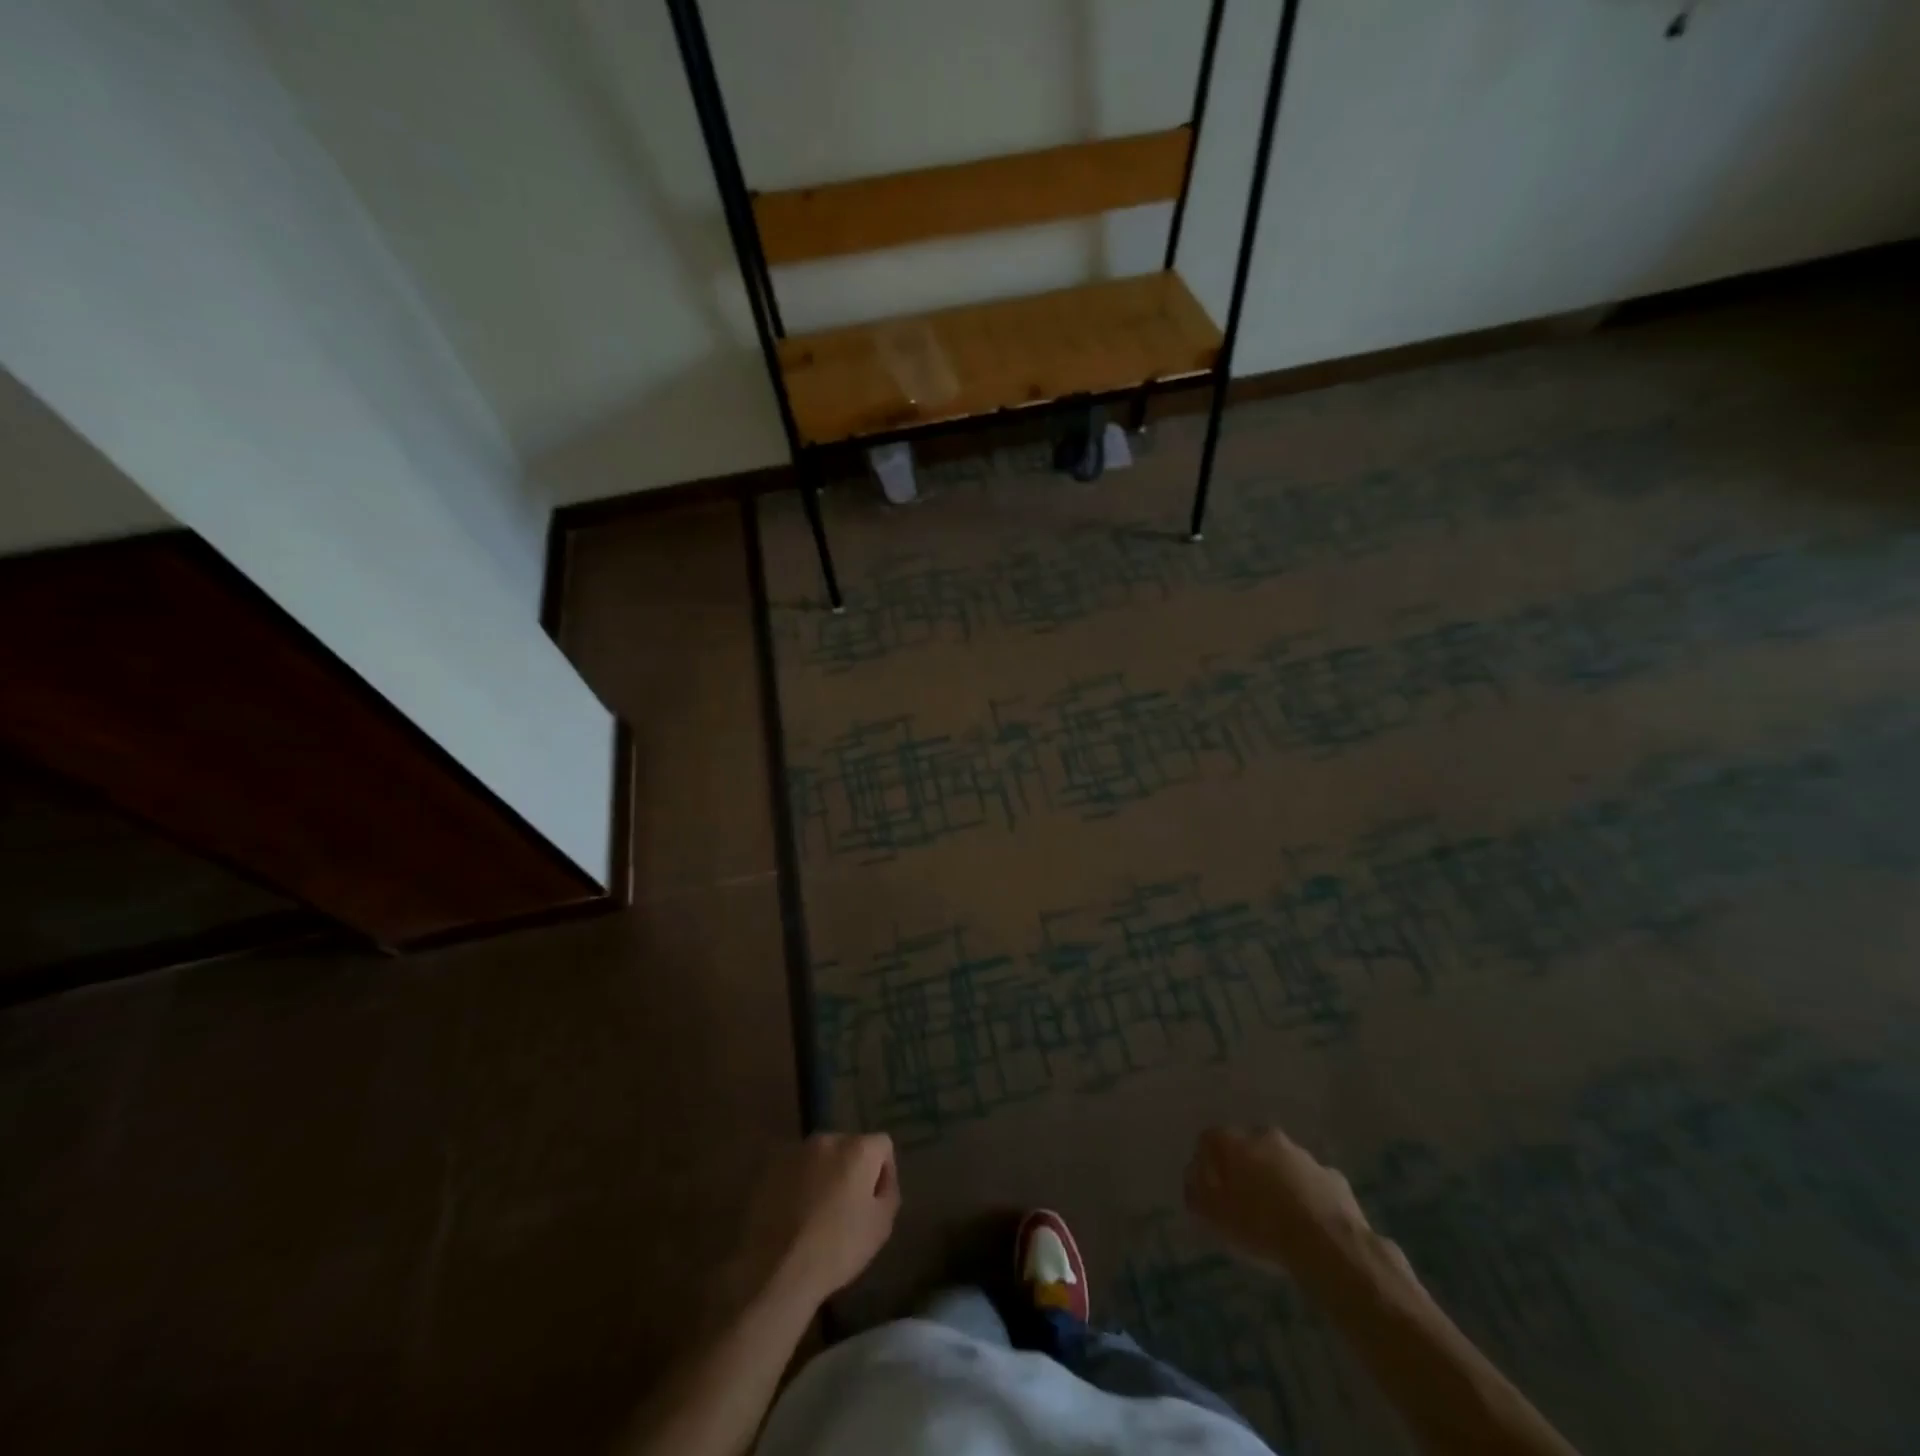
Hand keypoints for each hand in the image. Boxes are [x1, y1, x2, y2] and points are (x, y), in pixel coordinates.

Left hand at [740, 1133, 899, 1309]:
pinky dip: (797, 1185)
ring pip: (819, 1158)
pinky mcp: (769, 1168)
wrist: (773, 1269)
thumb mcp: (881, 1227)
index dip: (884, 1172)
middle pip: (849, 1147)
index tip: (875, 1202)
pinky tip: (792, 1215)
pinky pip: (793, 1170)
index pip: (882, 1145)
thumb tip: (880, 1181)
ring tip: (815, 1214)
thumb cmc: (836, 1248)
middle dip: (851, 1171)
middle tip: (846, 1208)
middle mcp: (827, 1139)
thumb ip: (889, 1193)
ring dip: (823, 1176)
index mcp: (858, 1148)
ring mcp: (795, 1151)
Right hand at [1186, 1126, 1404, 1276]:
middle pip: (1247, 1147)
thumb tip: (1193, 1179)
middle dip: (1243, 1169)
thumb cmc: (1261, 1226)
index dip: (1206, 1163)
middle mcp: (1266, 1137)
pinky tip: (1308, 1223)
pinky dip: (1305, 1195)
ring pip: (1281, 1162)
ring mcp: (1303, 1155)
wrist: (1329, 1245)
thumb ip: (1197, 1193)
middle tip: (1243, 1201)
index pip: (1209, 1140)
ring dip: (1276, 1180)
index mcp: (1234, 1142)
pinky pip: (1311, 1182)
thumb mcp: (1215, 1216)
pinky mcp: (1332, 1177)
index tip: (1209, 1189)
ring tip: (1277, 1216)